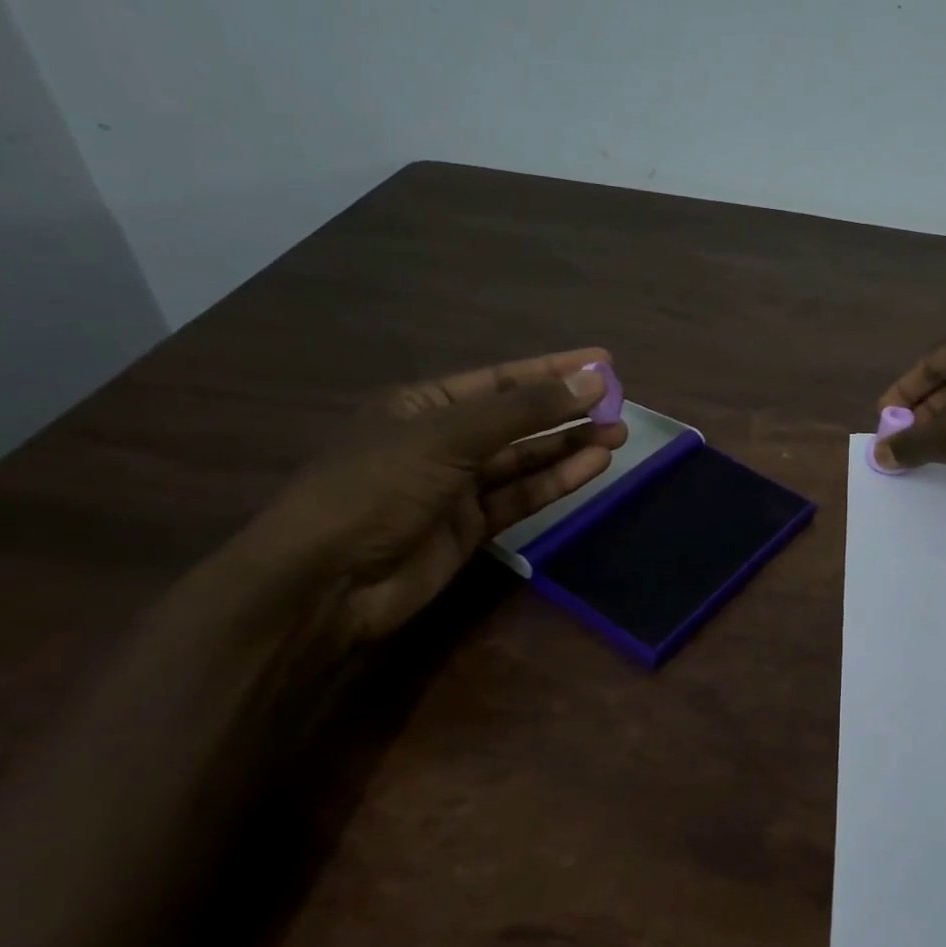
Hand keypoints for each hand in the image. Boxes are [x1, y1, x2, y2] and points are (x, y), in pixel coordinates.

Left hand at [244, 348, 626, 641]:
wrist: (325, 583)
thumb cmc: (376, 488)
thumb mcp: (449, 437)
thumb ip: (525, 411)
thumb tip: (594, 380)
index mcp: (424, 405)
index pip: (502, 379)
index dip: (554, 369)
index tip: (604, 363)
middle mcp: (443, 440)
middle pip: (519, 419)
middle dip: (568, 410)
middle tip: (620, 405)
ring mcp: (458, 486)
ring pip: (526, 459)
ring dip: (570, 446)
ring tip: (618, 434)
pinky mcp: (472, 527)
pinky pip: (522, 496)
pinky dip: (557, 481)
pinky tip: (594, 466)